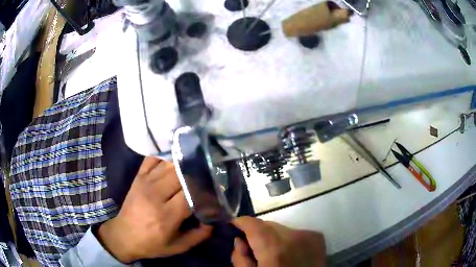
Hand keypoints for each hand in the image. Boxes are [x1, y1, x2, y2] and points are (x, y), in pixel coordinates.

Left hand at [97, 157, 211, 262]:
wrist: (123, 236)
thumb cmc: (152, 244)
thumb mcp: (177, 247)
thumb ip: (198, 235)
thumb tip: (213, 220)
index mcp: (166, 216)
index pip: (190, 193)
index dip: (205, 189)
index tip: (215, 189)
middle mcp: (155, 195)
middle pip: (181, 174)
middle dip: (197, 174)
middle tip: (207, 176)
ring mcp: (145, 182)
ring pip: (169, 164)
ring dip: (184, 165)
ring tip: (195, 167)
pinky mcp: (138, 177)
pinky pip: (153, 159)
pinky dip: (165, 157)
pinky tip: (173, 161)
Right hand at [231, 217, 325, 266]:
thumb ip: (240, 259)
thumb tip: (239, 240)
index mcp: (275, 249)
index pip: (253, 224)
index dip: (240, 223)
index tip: (233, 227)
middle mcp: (293, 236)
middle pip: (267, 225)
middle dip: (257, 233)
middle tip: (253, 248)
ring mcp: (308, 235)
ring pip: (281, 228)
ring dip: (272, 237)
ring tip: (272, 253)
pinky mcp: (317, 237)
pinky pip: (294, 232)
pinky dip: (287, 239)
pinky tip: (288, 253)